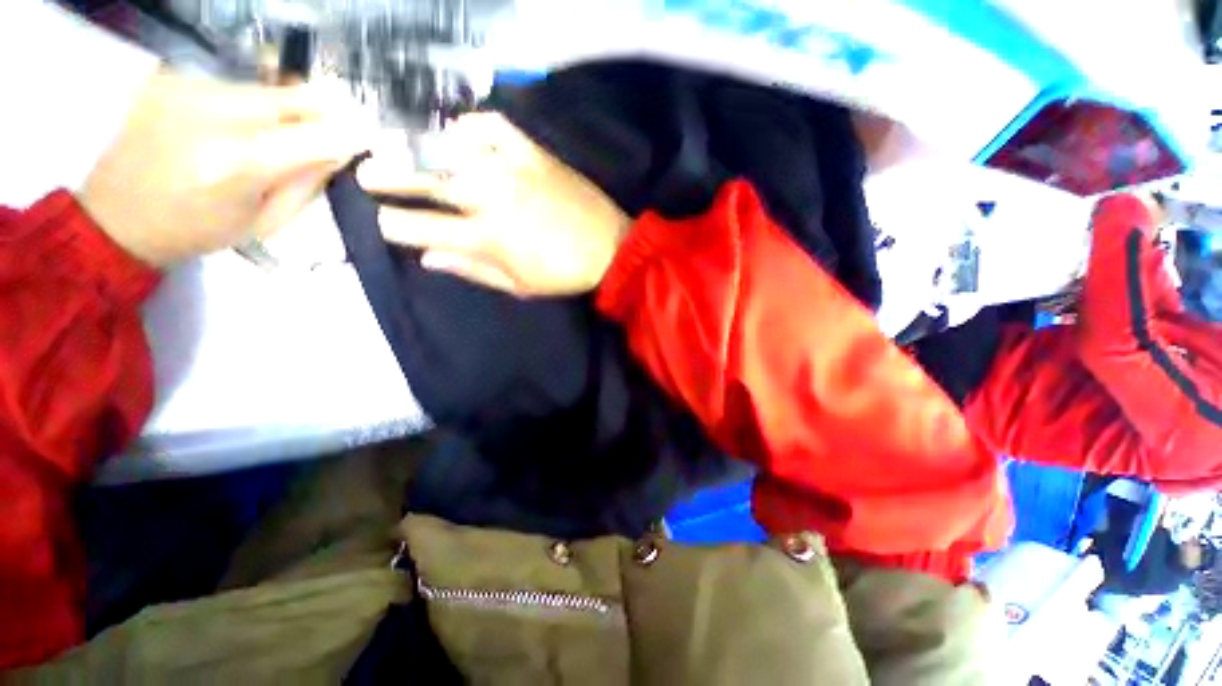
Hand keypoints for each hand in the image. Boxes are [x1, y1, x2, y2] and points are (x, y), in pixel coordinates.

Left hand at [80, 69, 366, 266]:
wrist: (116, 216)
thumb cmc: (197, 230)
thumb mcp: (265, 223)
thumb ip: (306, 184)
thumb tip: (339, 151)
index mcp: (238, 167)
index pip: (314, 137)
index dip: (348, 133)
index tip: (368, 135)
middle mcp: (211, 117)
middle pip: (290, 98)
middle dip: (321, 111)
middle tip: (336, 124)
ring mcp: (185, 91)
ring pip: (262, 88)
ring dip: (286, 107)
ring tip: (281, 131)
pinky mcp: (169, 81)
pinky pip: (232, 85)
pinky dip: (250, 103)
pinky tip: (239, 124)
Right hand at [357, 113, 630, 295]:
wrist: (610, 248)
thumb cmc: (563, 274)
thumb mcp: (518, 286)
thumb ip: (471, 269)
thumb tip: (427, 258)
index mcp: (485, 237)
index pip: (418, 227)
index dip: (394, 225)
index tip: (384, 222)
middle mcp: (489, 197)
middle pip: (422, 179)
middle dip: (386, 176)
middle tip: (366, 172)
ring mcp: (511, 169)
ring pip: (450, 147)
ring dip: (417, 146)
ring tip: (401, 147)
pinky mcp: (534, 153)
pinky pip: (493, 126)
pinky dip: (472, 125)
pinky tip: (461, 132)